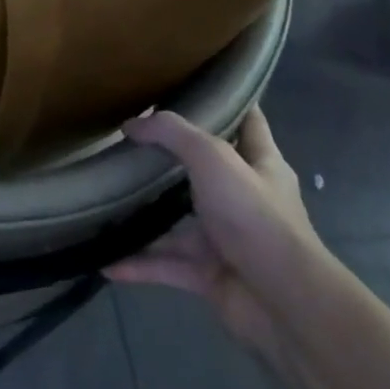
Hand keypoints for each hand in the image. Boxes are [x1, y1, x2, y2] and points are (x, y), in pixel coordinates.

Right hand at [106, 107, 323, 370]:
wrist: (283, 303)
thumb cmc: (255, 217)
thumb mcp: (213, 158)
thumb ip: (172, 134)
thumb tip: (131, 125)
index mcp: (261, 165)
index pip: (249, 122)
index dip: (229, 101)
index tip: (195, 85)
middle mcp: (246, 199)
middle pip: (206, 171)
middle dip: (172, 160)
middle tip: (131, 142)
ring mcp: (227, 239)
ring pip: (179, 223)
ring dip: (147, 217)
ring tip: (108, 202)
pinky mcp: (211, 275)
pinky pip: (167, 265)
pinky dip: (138, 264)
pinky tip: (106, 261)